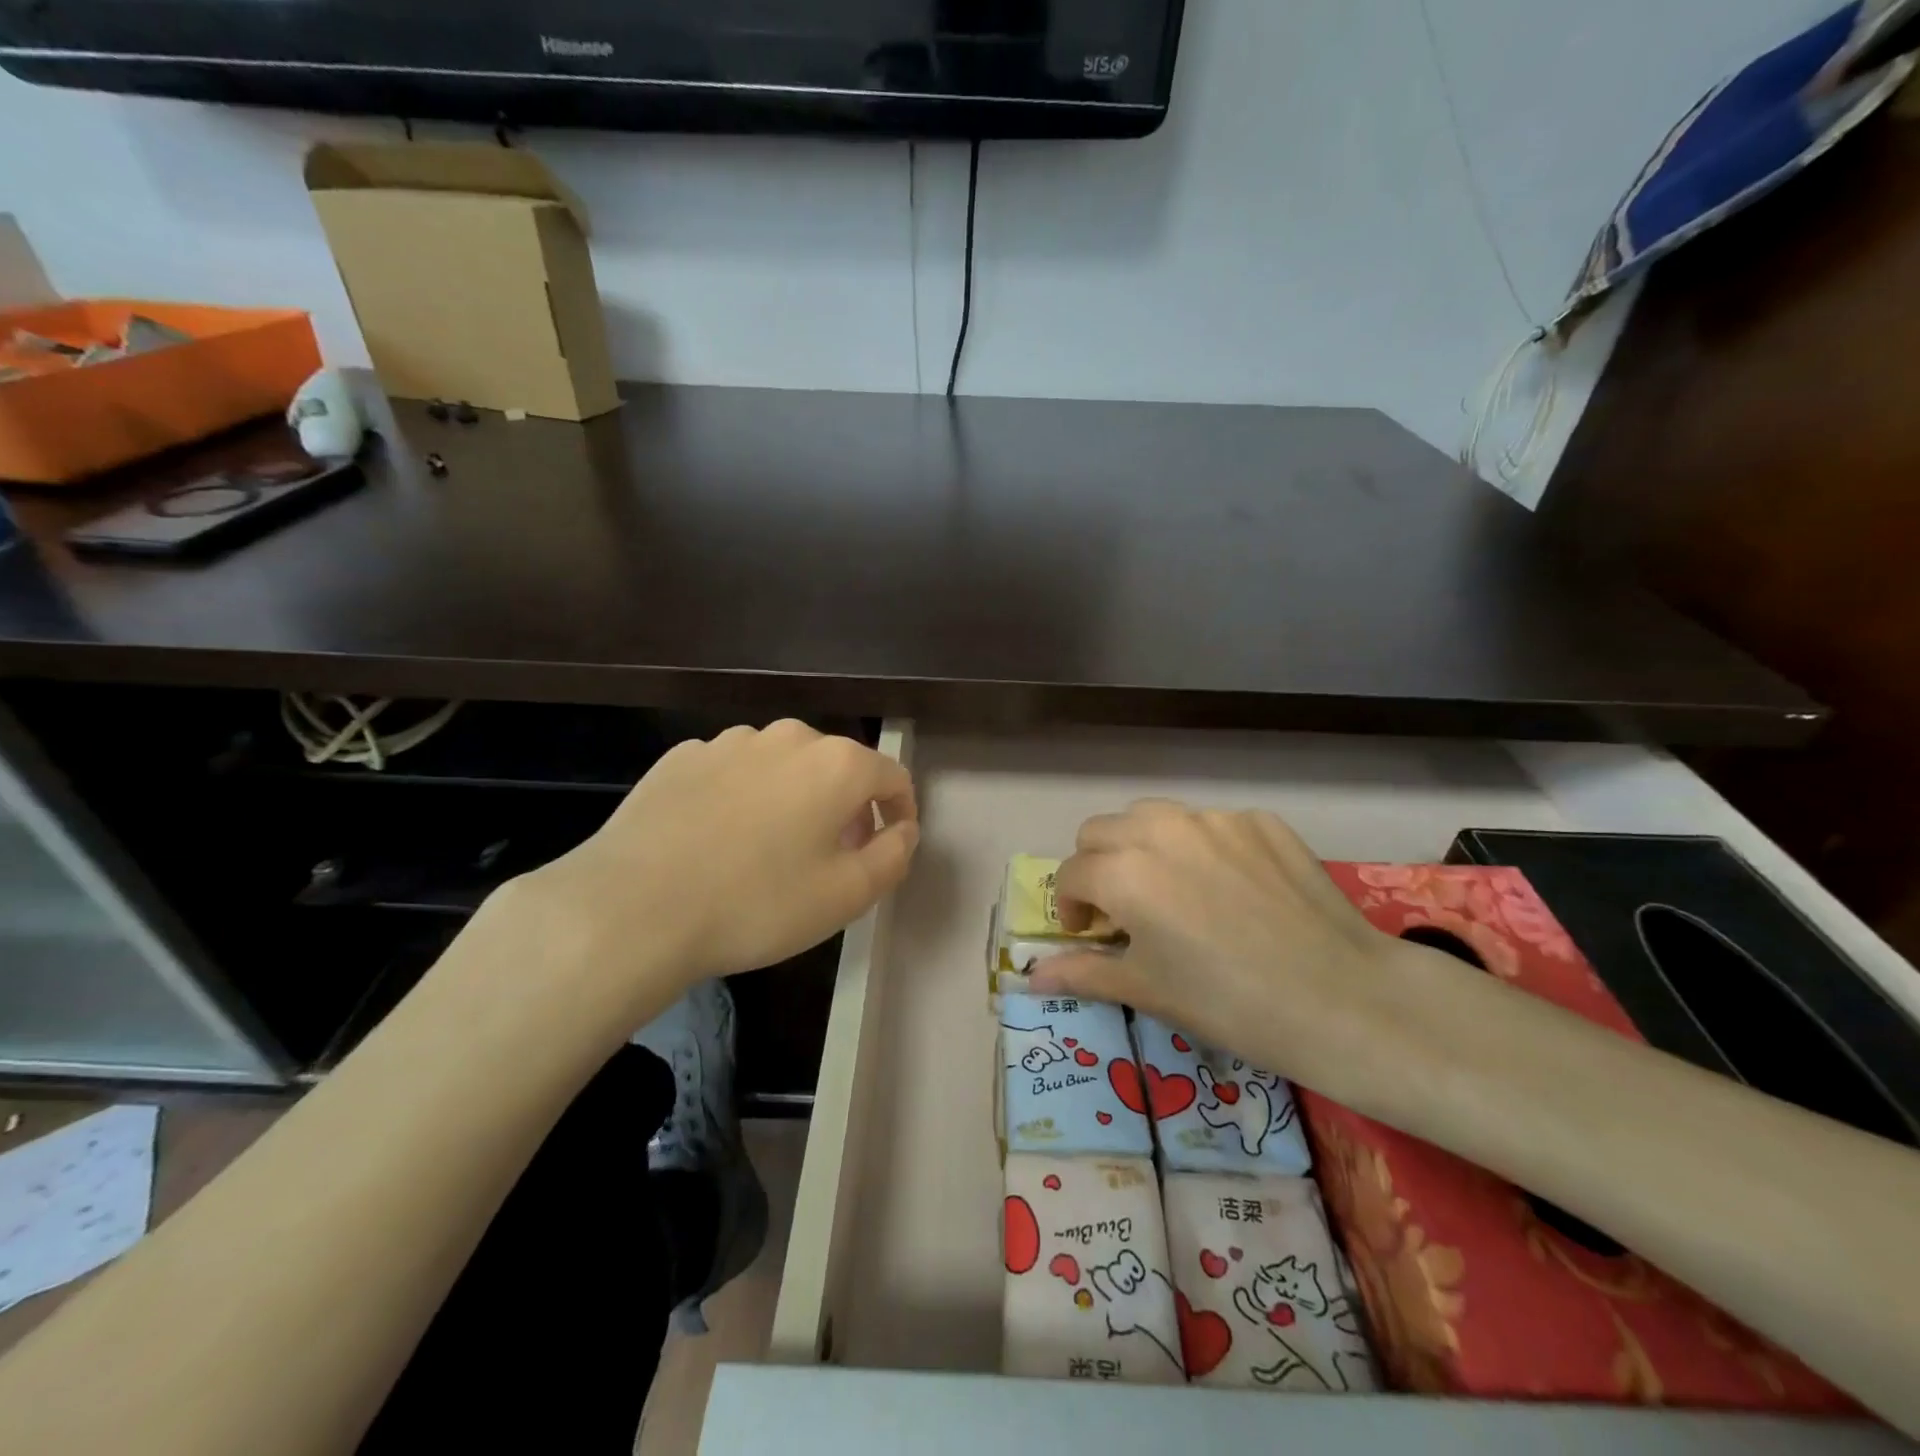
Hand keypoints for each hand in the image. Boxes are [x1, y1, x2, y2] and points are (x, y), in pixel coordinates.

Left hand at [498, 721, 917, 1024]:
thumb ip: (893, 856)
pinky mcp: (682, 757)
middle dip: (846, 807)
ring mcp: (729, 742)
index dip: (900, 811)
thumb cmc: (757, 903)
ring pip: (783, 767)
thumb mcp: (847, 896)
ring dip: (793, 798)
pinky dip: (742, 798)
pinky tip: (717, 840)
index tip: (888, 845)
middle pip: (837, 767)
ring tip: (770, 850)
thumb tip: (903, 830)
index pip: (892, 776)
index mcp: (837, 764)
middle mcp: (788, 737)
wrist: (632, 907)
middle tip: (832, 856)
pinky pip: (733, 773)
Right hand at [1028, 800, 1443, 1085]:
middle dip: (1097, 867)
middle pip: (1100, 831)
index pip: (1069, 874)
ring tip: (1170, 888)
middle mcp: (1160, 829)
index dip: (1069, 907)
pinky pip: (1210, 823)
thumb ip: (1082, 973)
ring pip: (1152, 816)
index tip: (1088, 934)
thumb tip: (1031, 974)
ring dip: (1142, 846)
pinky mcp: (1261, 820)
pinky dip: (1201, 847)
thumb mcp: (1147, 990)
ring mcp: (1215, 819)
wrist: (1341, 998)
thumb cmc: (1229, 1003)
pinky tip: (1230, 888)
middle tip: (1122, 910)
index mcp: (1123, 871)